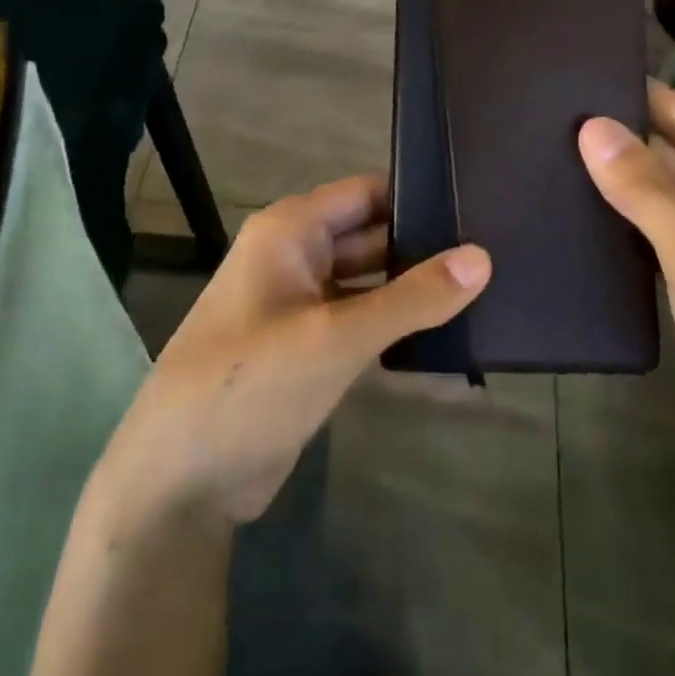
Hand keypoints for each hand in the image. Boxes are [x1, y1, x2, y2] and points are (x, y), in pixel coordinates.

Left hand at [96, 176, 491, 525]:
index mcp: (291, 230)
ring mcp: (301, 304)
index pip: (367, 193)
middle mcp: (295, 255)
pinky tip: (445, 331)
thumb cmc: (251, 385)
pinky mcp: (308, 347)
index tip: (477, 204)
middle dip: (423, 244)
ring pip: (369, 279)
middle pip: (371, 234)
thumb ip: (412, 297)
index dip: (418, 195)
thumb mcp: (337, 337)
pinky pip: (361, 319)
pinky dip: (395, 322)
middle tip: (494, 248)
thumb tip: (483, 257)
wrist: (179, 482)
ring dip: (412, 286)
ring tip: (484, 287)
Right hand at [578, 82, 674, 480]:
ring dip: (618, 180)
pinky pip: (657, 231)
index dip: (638, 97)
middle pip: (674, 154)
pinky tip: (575, 205)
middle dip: (620, 139)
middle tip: (546, 116)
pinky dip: (623, 219)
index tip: (575, 77)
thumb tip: (591, 125)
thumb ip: (645, 191)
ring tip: (547, 151)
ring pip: (662, 194)